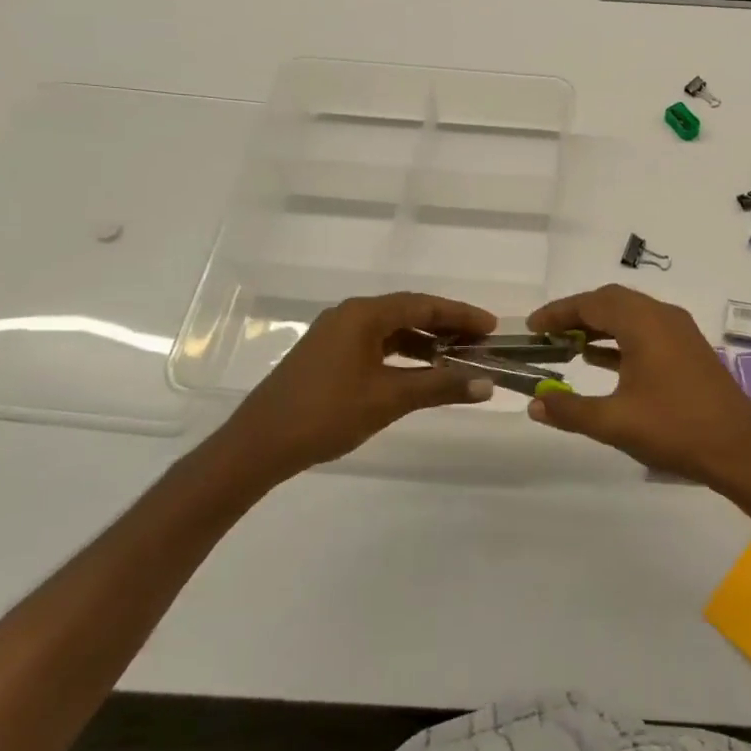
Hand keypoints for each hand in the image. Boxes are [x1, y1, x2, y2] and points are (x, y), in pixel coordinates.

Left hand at [224, 293, 496, 475]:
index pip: (424, 305)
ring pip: (392, 329)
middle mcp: (350, 315)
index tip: (492, 327)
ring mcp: (335, 334)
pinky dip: (402, 354)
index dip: (461, 315)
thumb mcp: (389, 399)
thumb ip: (439, 386)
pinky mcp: (328, 355)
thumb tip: (486, 383)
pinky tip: (419, 372)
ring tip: (457, 358)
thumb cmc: (326, 414)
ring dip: (425, 342)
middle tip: (481, 343)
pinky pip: (376, 344)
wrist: (258, 445)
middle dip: (447, 327)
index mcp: (363, 314)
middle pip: (409, 312)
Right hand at [524, 284, 750, 487]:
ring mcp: (679, 331)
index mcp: (644, 323)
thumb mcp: (614, 422)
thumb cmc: (675, 429)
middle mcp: (662, 316)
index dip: (558, 312)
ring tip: (567, 345)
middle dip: (577, 314)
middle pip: (611, 301)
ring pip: (630, 314)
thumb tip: (534, 403)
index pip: (592, 303)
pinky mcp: (688, 349)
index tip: (532, 327)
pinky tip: (599, 360)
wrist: (739, 449)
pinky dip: (619, 339)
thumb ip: (569, 409)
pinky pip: (645, 330)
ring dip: (598, 325)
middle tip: (548, 334)